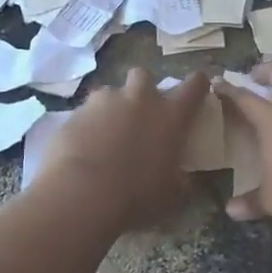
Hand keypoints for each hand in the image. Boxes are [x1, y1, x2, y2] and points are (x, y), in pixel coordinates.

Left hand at [39, 68, 209, 229]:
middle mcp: (138, 99)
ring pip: (110, 93)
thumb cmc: (137, 196)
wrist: (82, 195)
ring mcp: (103, 102)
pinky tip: (83, 148)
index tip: (197, 91)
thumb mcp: (173, 195)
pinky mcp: (74, 114)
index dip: (197, 85)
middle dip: (143, 90)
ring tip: (107, 134)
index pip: (194, 85)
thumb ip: (181, 179)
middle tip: (141, 113)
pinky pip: (84, 113)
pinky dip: (87, 126)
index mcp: (170, 115)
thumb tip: (182, 177)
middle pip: (144, 76)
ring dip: (112, 108)